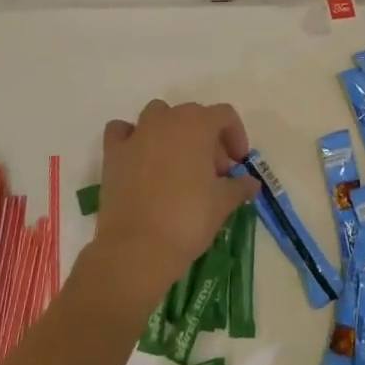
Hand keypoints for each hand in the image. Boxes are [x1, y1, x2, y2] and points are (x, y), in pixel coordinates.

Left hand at [87, 100, 258, 307]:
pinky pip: (122, 131)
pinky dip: (132, 137)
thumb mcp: (223, 203)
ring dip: (172, 132)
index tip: (237, 165)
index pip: (224, 115)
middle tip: (214, 174)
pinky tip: (140, 158)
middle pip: (193, 115)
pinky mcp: (113, 154)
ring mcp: (137, 134)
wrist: (137, 249)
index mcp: (197, 124)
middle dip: (207, 139)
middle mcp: (166, 120)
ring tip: (178, 165)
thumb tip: (251, 183)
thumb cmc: (188, 219)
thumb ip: (240, 186)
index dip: (236, 136)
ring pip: (158, 116)